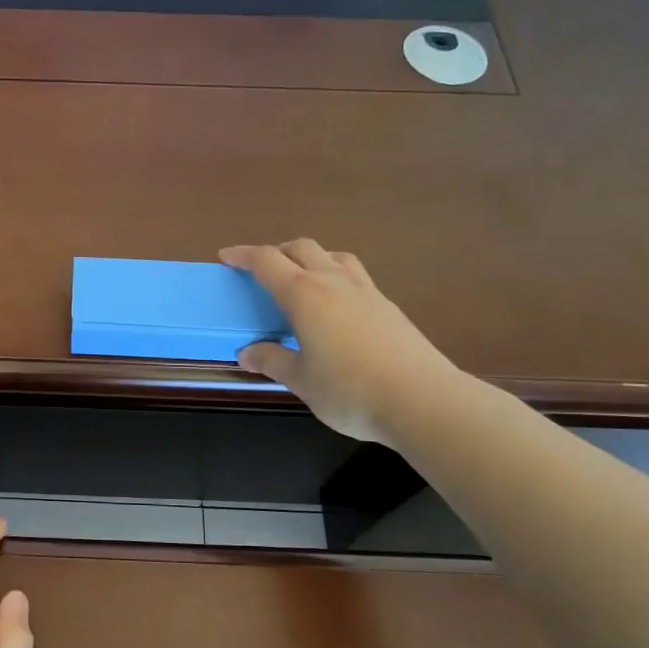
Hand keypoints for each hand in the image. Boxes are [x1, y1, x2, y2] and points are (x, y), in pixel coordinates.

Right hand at [220, 239, 463, 445]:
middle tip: (261, 270)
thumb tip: (247, 353)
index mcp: (304, 294)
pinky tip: (336, 306)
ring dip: (311, 258)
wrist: (423, 399)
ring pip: (333, 256)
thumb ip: (273, 361)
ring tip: (301, 280)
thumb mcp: (301, 380)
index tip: (226, 256)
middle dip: (276, 252)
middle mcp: (333, 282)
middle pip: (301, 248)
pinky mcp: (388, 306)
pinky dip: (335, 276)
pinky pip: (354, 275)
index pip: (266, 261)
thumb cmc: (350, 390)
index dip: (243, 255)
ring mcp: (366, 291)